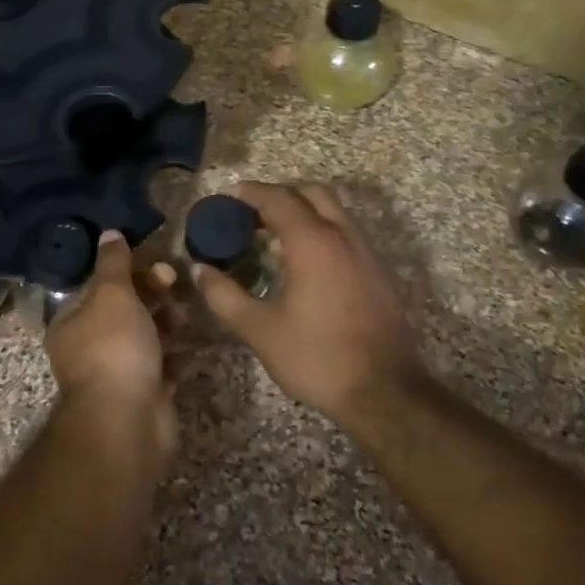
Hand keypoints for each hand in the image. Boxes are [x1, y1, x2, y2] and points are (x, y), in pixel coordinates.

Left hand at [45, 231, 177, 460]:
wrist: (127, 422)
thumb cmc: (114, 348)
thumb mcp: (112, 295)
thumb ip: (114, 263)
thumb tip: (110, 232)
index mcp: (73, 323)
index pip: (100, 287)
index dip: (129, 272)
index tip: (157, 265)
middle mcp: (90, 348)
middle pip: (125, 311)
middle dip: (153, 296)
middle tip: (175, 286)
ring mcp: (117, 374)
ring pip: (146, 339)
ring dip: (168, 324)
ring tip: (186, 319)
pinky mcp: (144, 395)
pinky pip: (162, 368)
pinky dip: (176, 357)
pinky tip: (192, 348)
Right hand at [193, 181, 424, 424]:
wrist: (384, 392)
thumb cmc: (316, 356)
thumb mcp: (259, 329)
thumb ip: (224, 296)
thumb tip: (200, 270)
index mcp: (312, 242)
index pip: (278, 198)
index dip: (250, 192)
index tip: (228, 195)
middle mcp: (342, 236)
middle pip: (311, 193)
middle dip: (280, 195)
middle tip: (251, 214)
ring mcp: (365, 253)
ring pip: (333, 212)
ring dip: (303, 212)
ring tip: (273, 238)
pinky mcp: (377, 273)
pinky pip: (345, 234)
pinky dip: (321, 232)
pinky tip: (303, 264)